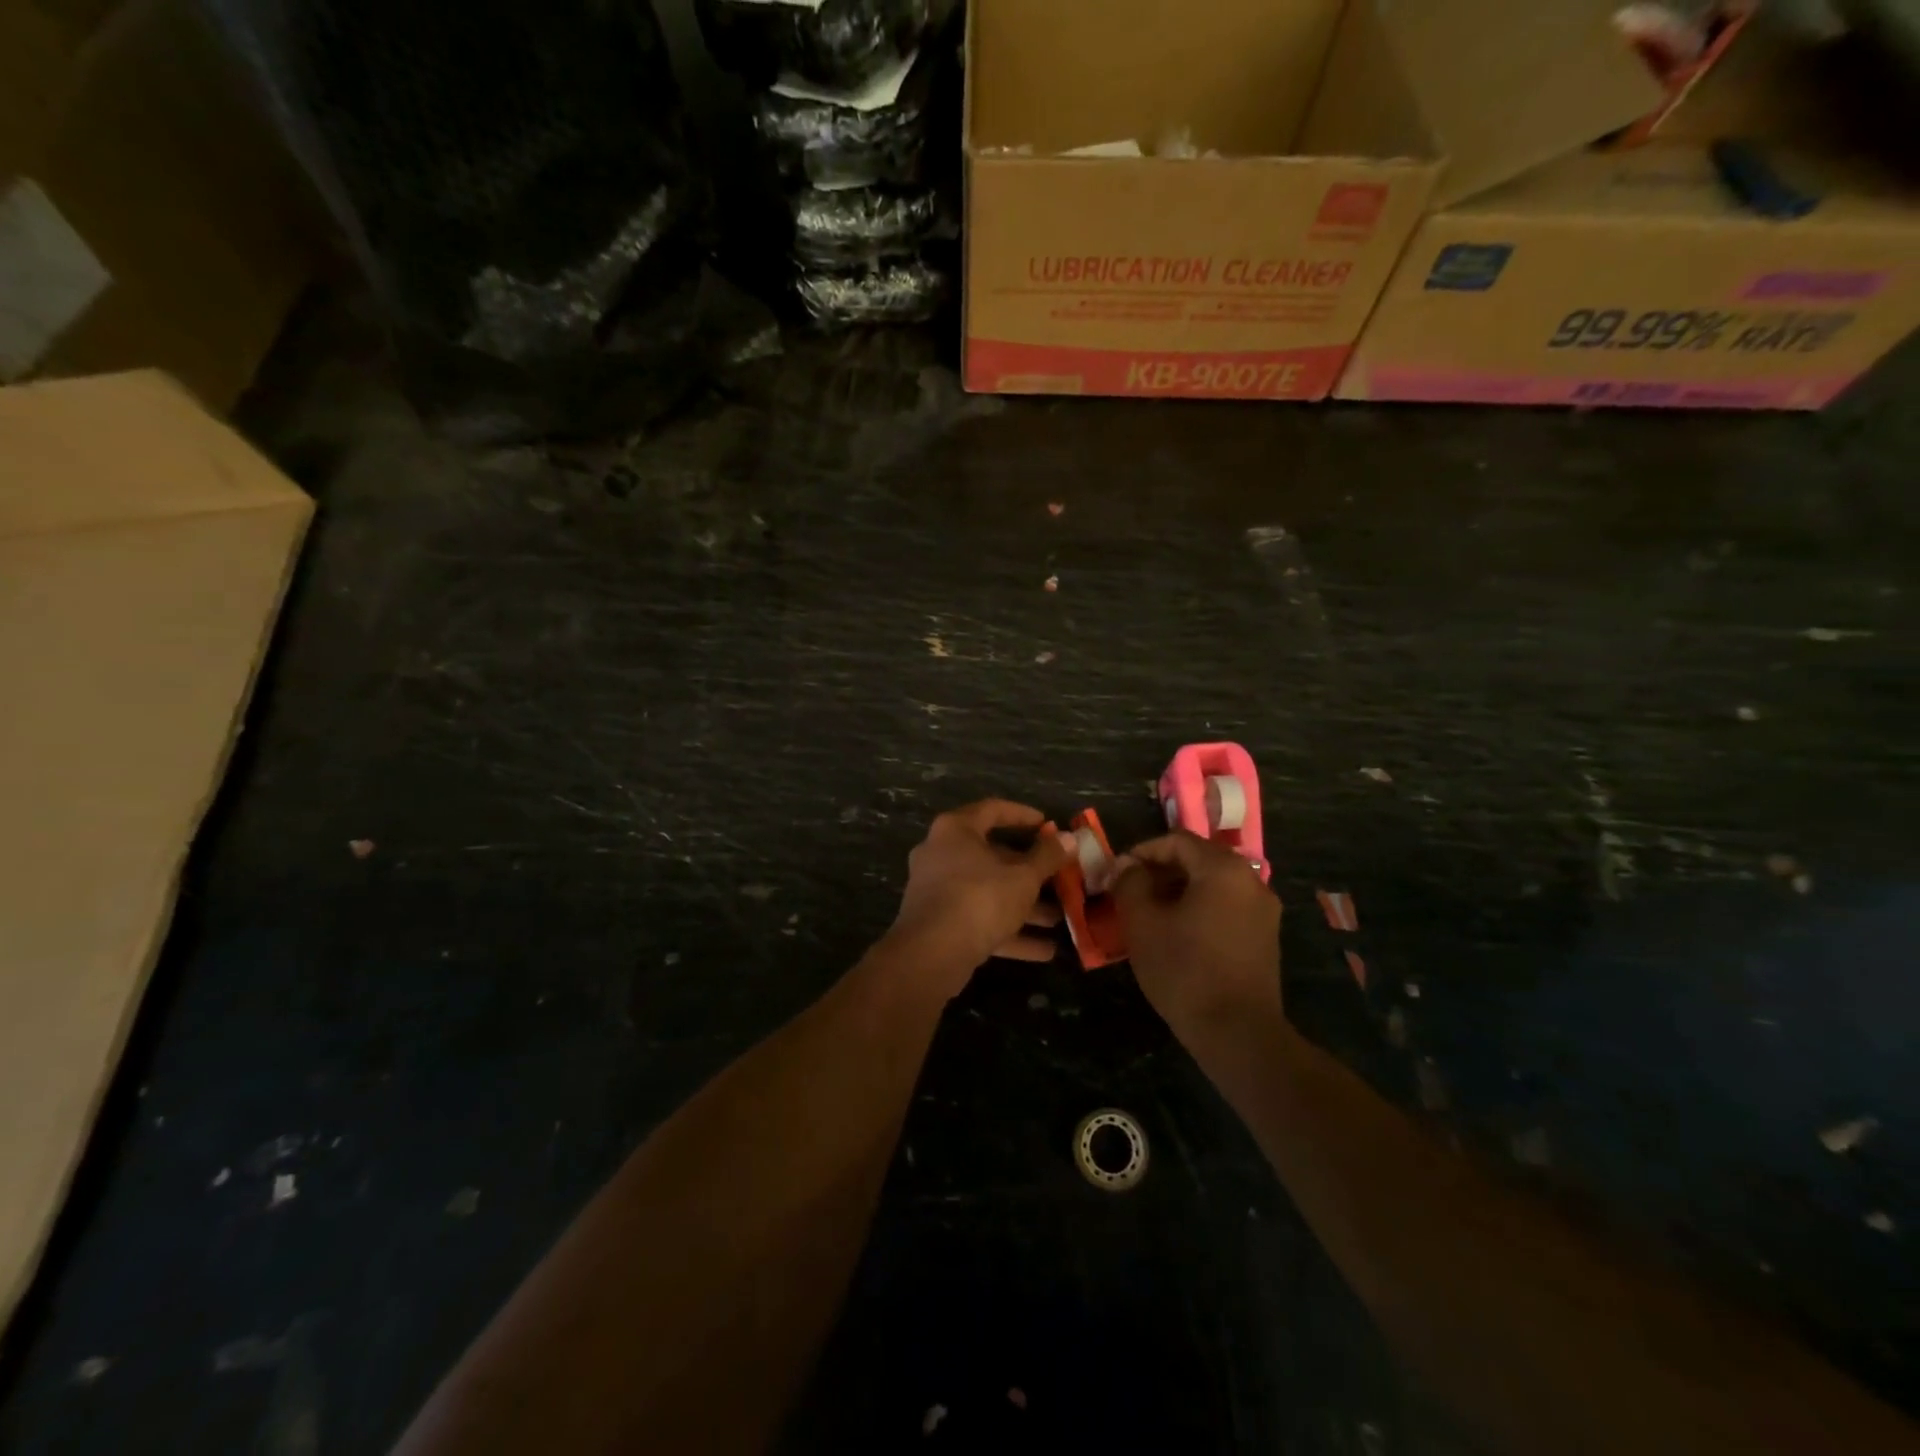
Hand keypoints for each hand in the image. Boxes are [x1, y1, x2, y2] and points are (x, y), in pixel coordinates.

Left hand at [888, 800, 1072, 995]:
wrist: (930, 954)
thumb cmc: (980, 899)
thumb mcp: (1023, 877)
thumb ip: (1048, 857)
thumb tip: (1070, 838)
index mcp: (956, 830)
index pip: (993, 810)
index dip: (1024, 815)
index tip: (1049, 826)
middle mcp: (941, 854)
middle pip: (992, 856)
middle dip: (1030, 872)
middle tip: (1059, 879)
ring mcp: (937, 890)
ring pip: (988, 891)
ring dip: (1023, 906)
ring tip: (1059, 919)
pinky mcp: (939, 923)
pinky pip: (979, 920)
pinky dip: (1008, 931)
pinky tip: (1044, 950)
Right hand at [1111, 831, 1281, 1038]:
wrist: (1238, 1033)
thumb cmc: (1184, 970)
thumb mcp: (1142, 923)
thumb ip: (1130, 883)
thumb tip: (1126, 866)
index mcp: (1223, 869)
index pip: (1176, 840)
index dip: (1142, 852)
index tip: (1118, 873)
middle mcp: (1251, 880)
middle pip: (1198, 859)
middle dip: (1160, 871)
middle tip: (1130, 893)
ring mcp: (1264, 910)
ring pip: (1212, 884)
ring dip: (1178, 891)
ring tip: (1150, 914)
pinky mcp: (1265, 937)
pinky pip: (1227, 906)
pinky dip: (1199, 909)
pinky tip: (1178, 934)